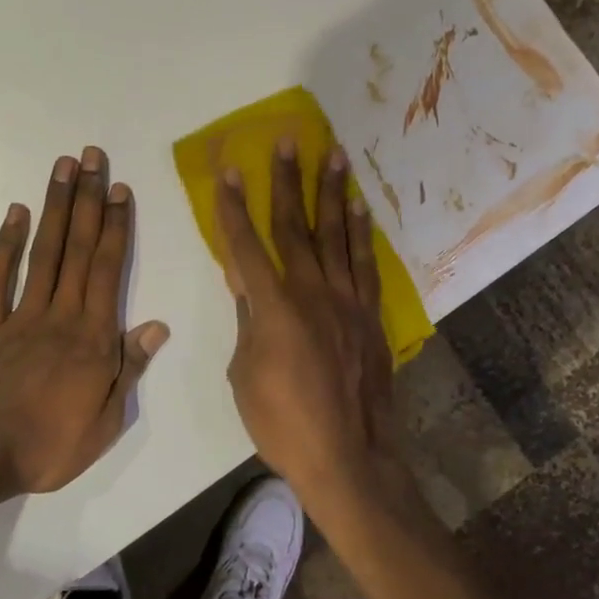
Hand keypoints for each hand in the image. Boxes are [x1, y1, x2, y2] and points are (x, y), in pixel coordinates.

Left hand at [0, 146, 169, 497]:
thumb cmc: (51, 445)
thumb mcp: (107, 420)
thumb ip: (130, 367)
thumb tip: (158, 325)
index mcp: (93, 336)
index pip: (108, 268)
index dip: (116, 225)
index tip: (120, 188)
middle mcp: (60, 314)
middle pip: (77, 247)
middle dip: (87, 199)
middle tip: (92, 157)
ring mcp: (20, 316)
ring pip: (42, 252)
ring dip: (54, 207)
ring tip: (62, 167)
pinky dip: (7, 244)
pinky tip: (16, 213)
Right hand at [214, 139, 394, 507]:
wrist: (348, 456)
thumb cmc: (283, 422)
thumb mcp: (245, 372)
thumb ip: (247, 319)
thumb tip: (244, 280)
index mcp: (273, 307)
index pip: (246, 245)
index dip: (233, 207)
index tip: (228, 170)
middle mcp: (311, 292)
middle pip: (295, 226)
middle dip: (287, 181)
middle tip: (288, 141)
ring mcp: (346, 300)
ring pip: (336, 234)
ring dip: (332, 192)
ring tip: (333, 154)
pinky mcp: (370, 314)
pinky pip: (365, 263)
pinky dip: (362, 232)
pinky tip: (359, 207)